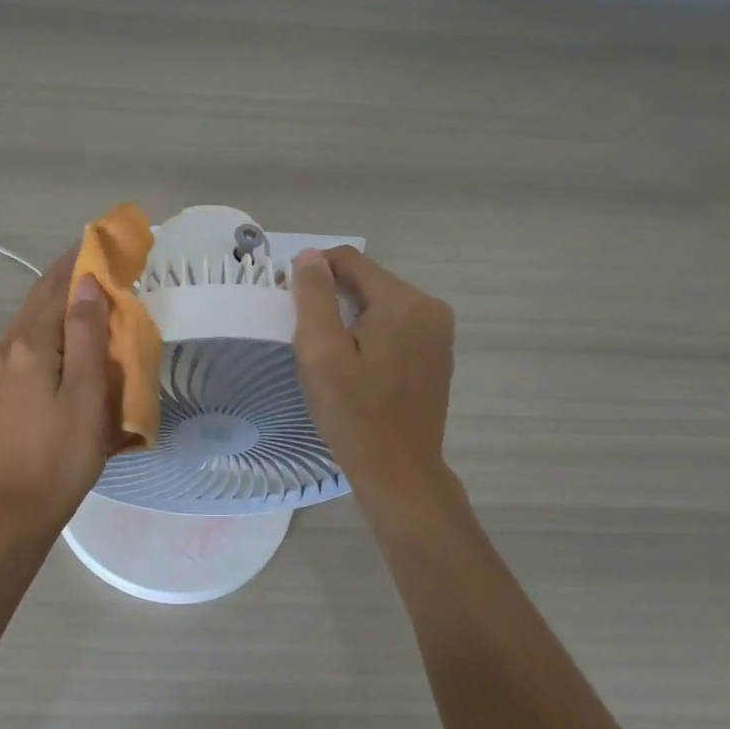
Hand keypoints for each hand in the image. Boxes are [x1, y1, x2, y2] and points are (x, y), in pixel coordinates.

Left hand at [0, 245, 114, 531]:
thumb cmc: (65, 451)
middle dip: (64, 277)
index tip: (98, 241)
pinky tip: (60, 339)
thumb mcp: (87, 392)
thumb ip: (86, 334)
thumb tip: (87, 283)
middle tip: (95, 261)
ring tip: (83, 295)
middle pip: (36, 300)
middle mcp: (5, 349)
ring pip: (27, 322)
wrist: (21, 504)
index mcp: (28, 345)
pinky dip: (44, 329)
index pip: (54, 288)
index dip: (77, 262)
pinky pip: (21, 345)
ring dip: (53, 303)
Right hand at [290, 247, 455, 506]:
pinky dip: (369, 335)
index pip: (350, 260)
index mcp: (405, 303)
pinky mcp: (436, 356)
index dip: (314, 273)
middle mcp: (430, 309)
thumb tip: (309, 256)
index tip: (291, 305)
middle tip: (306, 337)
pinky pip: (394, 328)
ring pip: (380, 305)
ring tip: (328, 355)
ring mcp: (438, 334)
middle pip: (367, 281)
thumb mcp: (321, 352)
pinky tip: (355, 368)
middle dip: (332, 298)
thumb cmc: (354, 414)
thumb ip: (314, 297)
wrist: (398, 473)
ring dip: (349, 318)